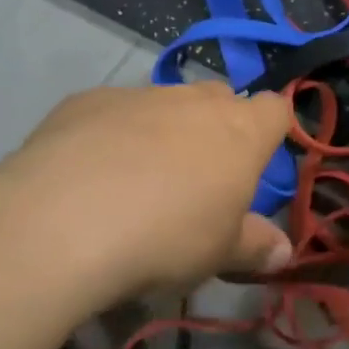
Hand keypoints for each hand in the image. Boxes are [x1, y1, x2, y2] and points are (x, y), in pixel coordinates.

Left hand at [0, 83, 292, 307]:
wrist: (64, 220)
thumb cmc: (166, 238)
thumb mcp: (219, 254)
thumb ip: (255, 246)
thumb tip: (284, 250)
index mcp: (240, 132)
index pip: (276, 109)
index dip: (273, 128)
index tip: (261, 156)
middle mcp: (193, 100)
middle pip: (220, 98)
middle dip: (218, 126)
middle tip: (202, 174)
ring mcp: (138, 94)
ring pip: (165, 102)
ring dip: (163, 129)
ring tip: (141, 177)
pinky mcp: (87, 100)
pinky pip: (113, 111)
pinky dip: (113, 133)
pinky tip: (91, 171)